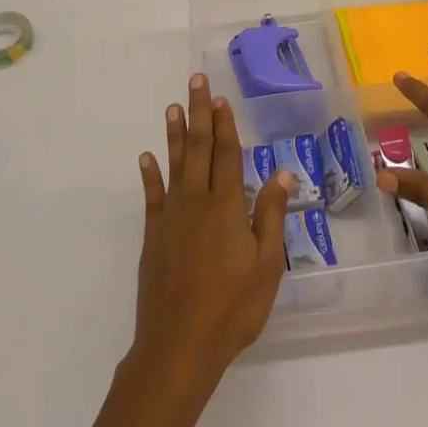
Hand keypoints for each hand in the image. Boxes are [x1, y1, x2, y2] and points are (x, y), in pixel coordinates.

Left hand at [133, 74, 293, 395]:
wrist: (180, 344)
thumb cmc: (233, 307)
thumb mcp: (267, 264)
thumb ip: (270, 215)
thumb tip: (281, 172)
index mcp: (227, 206)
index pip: (227, 155)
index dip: (224, 124)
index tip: (220, 98)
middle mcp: (197, 202)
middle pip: (199, 149)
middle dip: (199, 114)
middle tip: (194, 82)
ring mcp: (171, 217)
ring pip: (174, 165)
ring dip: (175, 135)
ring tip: (173, 107)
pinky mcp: (154, 236)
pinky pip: (152, 197)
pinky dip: (149, 175)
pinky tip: (146, 158)